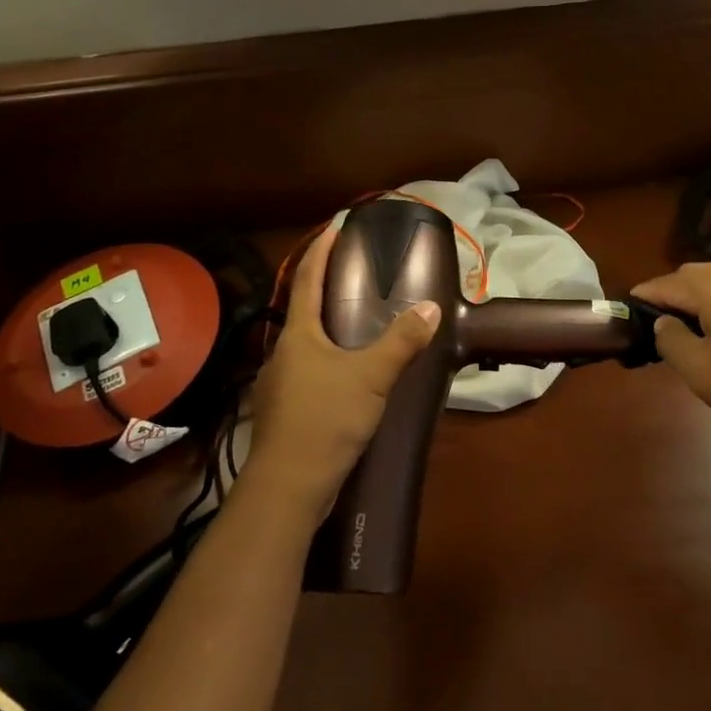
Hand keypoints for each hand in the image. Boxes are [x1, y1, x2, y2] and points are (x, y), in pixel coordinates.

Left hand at [242, 220, 441, 523]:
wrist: (289, 486)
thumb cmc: (326, 419)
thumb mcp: (372, 376)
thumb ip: (402, 342)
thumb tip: (431, 309)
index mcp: (299, 335)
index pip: (308, 280)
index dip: (321, 250)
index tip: (335, 224)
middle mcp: (283, 353)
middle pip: (303, 311)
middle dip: (324, 289)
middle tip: (354, 274)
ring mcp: (279, 385)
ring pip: (305, 345)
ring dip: (326, 329)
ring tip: (355, 325)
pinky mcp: (284, 412)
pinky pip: (307, 373)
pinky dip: (327, 362)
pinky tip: (346, 377)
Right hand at [629, 262, 710, 446]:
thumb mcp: (700, 370)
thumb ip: (670, 340)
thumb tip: (663, 323)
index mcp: (710, 283)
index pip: (661, 284)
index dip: (640, 303)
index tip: (626, 324)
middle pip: (688, 279)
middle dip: (669, 302)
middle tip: (660, 338)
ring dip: (697, 306)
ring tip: (692, 341)